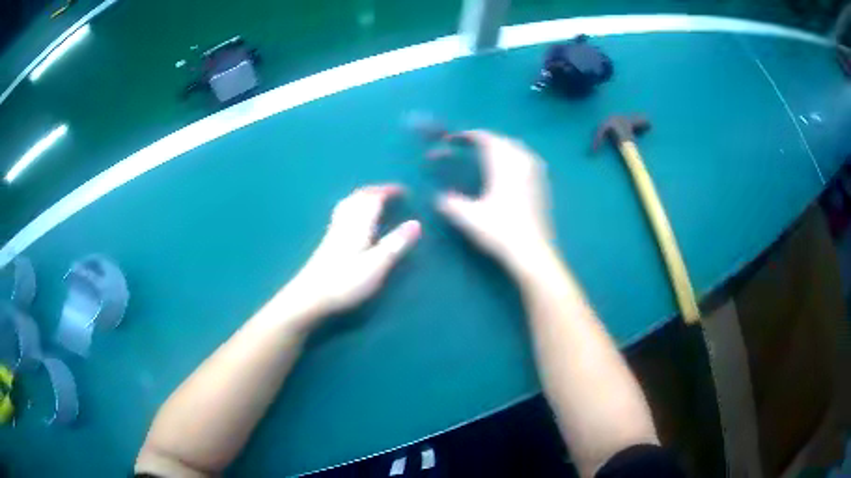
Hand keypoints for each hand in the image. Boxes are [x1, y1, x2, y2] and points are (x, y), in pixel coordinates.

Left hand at [285, 184, 420, 326]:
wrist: (309, 297)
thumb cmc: (345, 282)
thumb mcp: (377, 265)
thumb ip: (396, 244)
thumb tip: (416, 223)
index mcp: (358, 224)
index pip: (374, 198)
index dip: (389, 191)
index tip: (405, 191)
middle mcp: (345, 223)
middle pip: (358, 197)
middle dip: (376, 191)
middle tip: (390, 193)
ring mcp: (333, 233)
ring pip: (348, 205)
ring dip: (362, 197)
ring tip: (373, 200)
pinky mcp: (327, 244)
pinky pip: (342, 215)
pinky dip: (353, 209)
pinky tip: (353, 221)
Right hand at [430, 130, 553, 270]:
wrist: (532, 251)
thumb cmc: (500, 232)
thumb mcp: (469, 218)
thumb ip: (450, 204)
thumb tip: (439, 197)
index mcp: (504, 167)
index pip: (488, 140)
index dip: (471, 136)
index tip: (456, 138)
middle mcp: (522, 165)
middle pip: (505, 141)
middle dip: (487, 140)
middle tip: (471, 145)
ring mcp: (535, 175)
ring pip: (519, 150)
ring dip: (503, 147)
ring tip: (490, 155)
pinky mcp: (542, 187)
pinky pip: (529, 162)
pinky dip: (516, 159)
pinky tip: (510, 172)